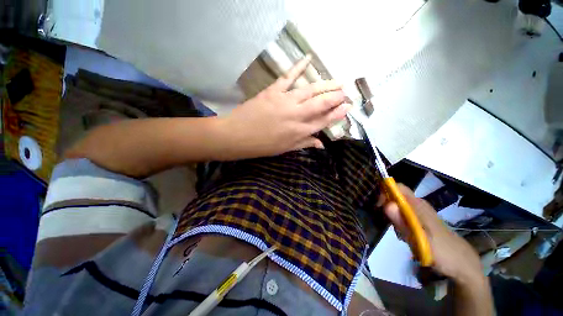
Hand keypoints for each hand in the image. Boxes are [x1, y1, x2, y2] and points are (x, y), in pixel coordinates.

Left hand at [218, 55, 349, 158]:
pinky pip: (288, 77)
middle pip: (321, 104)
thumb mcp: (285, 149)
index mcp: (299, 132)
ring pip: (310, 90)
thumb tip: (321, 144)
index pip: (323, 121)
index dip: (337, 114)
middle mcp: (296, 115)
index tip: (348, 107)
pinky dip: (298, 67)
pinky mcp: (273, 91)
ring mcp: (285, 101)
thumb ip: (304, 144)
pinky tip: (308, 59)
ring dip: (325, 85)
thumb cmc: (262, 146)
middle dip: (336, 97)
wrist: (237, 136)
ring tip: (338, 81)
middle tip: (346, 91)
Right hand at [380, 184, 484, 285]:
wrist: (463, 264)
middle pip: (396, 196)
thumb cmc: (442, 252)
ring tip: (399, 233)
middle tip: (389, 224)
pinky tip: (405, 235)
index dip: (385, 191)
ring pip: (399, 206)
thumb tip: (386, 205)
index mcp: (419, 206)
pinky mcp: (423, 220)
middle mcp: (420, 205)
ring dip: (394, 216)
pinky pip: (405, 214)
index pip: (398, 187)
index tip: (379, 205)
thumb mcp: (420, 240)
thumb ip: (402, 223)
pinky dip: (400, 221)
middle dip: (387, 206)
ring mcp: (422, 212)